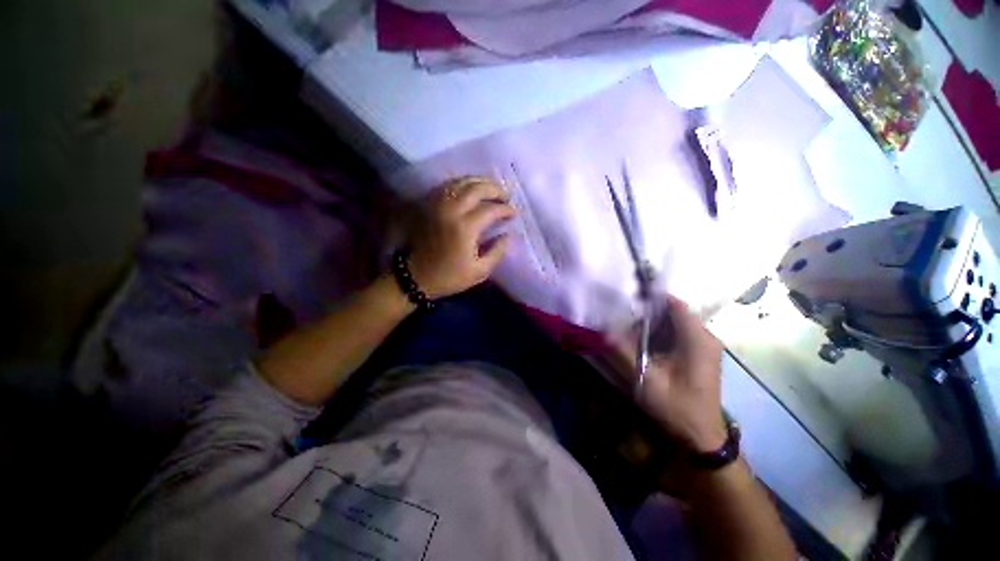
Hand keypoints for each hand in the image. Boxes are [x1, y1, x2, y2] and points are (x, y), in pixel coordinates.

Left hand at [408, 177, 515, 298]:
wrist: (415, 277)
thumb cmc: (449, 277)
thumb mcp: (479, 271)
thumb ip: (497, 252)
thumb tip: (508, 235)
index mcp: (465, 228)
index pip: (491, 209)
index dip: (506, 209)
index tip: (514, 213)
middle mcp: (451, 211)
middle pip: (476, 188)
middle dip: (495, 189)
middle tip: (505, 195)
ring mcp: (438, 205)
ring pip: (461, 182)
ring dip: (479, 182)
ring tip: (491, 188)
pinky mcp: (429, 205)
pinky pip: (447, 186)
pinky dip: (462, 184)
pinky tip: (470, 189)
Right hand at [612, 296, 726, 451]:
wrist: (700, 437)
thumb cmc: (676, 407)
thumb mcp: (646, 378)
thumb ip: (624, 351)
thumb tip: (603, 329)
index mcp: (698, 339)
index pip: (674, 304)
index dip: (650, 299)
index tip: (627, 301)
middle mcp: (705, 337)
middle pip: (673, 313)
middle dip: (647, 314)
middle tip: (623, 319)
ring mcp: (704, 346)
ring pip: (674, 323)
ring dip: (652, 325)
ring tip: (629, 331)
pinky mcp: (699, 354)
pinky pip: (677, 334)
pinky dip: (659, 334)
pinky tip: (644, 344)